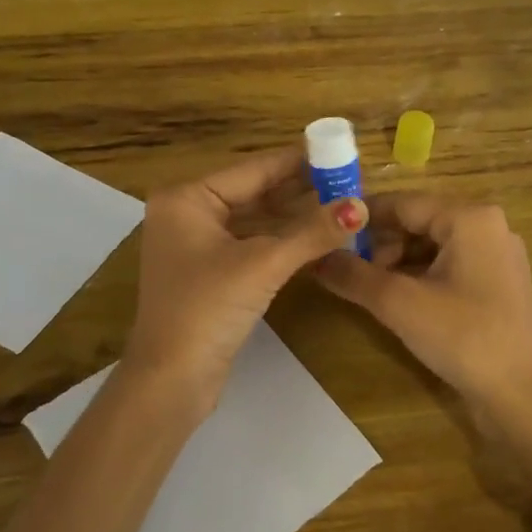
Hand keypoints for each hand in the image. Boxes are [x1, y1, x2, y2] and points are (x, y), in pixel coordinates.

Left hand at [123, 148, 364, 404]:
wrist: (171, 381)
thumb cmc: (207, 309)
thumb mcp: (263, 265)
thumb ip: (312, 232)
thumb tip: (361, 206)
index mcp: (187, 199)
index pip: (253, 169)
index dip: (298, 161)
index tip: (340, 151)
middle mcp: (187, 214)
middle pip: (254, 192)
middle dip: (300, 190)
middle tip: (349, 180)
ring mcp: (197, 245)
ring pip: (255, 220)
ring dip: (295, 217)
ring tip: (343, 205)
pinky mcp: (209, 273)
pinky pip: (252, 244)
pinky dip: (282, 242)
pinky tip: (319, 237)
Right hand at [315, 195, 531, 489]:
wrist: (520, 397)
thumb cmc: (462, 337)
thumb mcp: (398, 304)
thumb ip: (352, 275)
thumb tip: (313, 257)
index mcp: (470, 217)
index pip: (403, 202)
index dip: (361, 218)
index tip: (326, 234)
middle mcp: (488, 226)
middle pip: (418, 222)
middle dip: (380, 244)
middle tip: (349, 271)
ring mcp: (496, 256)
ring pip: (431, 245)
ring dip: (396, 262)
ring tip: (369, 290)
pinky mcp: (496, 283)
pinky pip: (448, 265)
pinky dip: (419, 277)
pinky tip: (397, 300)